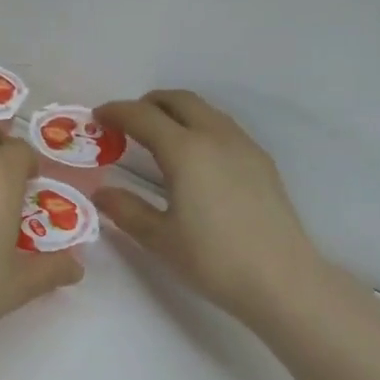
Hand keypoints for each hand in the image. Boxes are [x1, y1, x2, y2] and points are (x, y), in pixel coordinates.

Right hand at [94, 90, 324, 328]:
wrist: (281, 279)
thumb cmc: (213, 259)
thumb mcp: (159, 238)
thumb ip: (126, 210)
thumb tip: (102, 193)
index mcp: (185, 151)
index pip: (143, 116)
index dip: (116, 112)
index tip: (98, 117)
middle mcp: (216, 136)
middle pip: (178, 100)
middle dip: (148, 104)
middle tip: (126, 123)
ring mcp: (244, 146)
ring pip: (205, 110)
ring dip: (176, 113)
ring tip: (157, 138)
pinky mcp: (261, 161)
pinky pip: (223, 127)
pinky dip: (199, 127)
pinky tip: (194, 159)